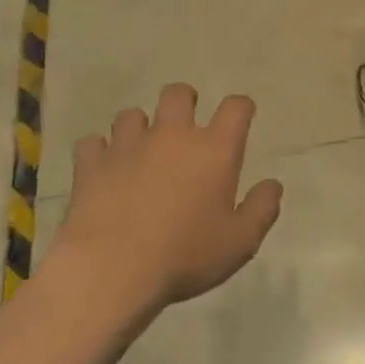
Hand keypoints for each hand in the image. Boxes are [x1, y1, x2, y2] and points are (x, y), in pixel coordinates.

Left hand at [57, 84, 282, 311]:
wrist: (110, 269)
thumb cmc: (184, 256)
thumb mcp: (240, 243)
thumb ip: (261, 209)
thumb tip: (272, 185)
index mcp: (213, 149)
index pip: (235, 107)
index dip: (241, 107)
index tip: (241, 116)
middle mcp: (172, 135)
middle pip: (178, 94)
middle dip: (184, 102)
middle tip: (185, 126)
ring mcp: (128, 146)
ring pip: (132, 115)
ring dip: (139, 128)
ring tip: (140, 150)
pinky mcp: (92, 164)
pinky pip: (93, 144)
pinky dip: (99, 153)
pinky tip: (103, 169)